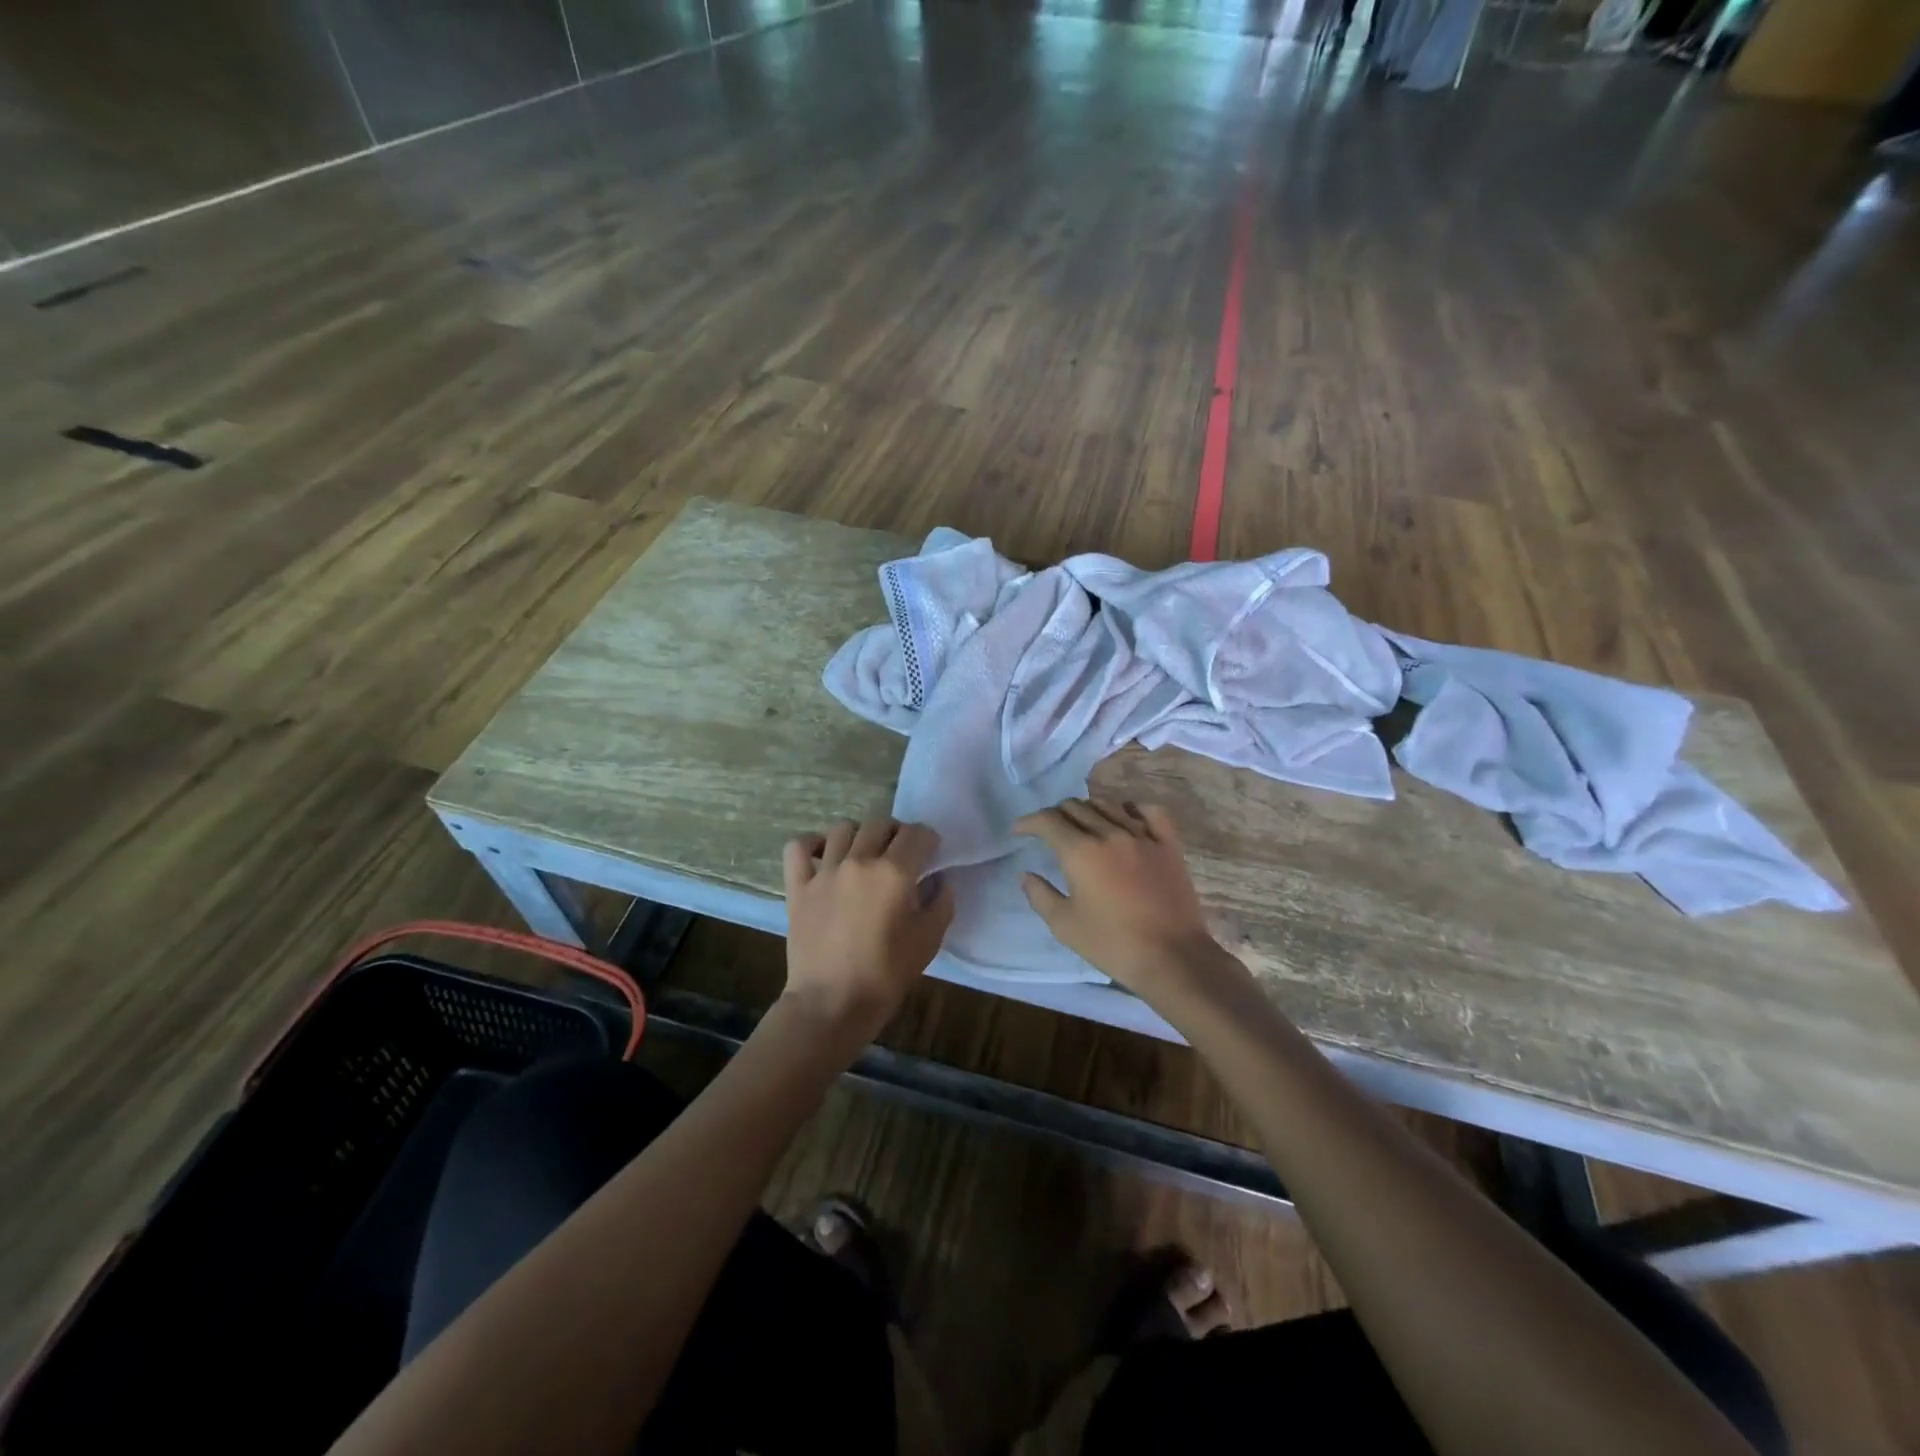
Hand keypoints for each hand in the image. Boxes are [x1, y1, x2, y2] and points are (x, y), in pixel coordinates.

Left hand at [782, 817, 954, 1038]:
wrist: (831, 1004)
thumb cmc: (886, 976)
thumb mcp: (928, 942)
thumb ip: (941, 904)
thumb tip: (941, 881)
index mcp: (894, 873)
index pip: (917, 834)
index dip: (929, 839)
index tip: (931, 853)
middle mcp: (859, 861)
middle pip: (880, 823)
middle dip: (896, 833)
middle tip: (900, 855)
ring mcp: (824, 871)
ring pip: (842, 828)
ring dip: (859, 835)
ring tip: (863, 855)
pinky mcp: (798, 886)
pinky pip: (798, 847)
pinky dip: (810, 844)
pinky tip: (822, 855)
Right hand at [1014, 798, 1247, 1008]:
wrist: (1172, 957)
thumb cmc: (1112, 944)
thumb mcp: (1064, 925)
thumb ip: (1040, 895)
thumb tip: (1026, 874)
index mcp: (1080, 852)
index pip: (1048, 820)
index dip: (1029, 822)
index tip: (1019, 831)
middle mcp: (1110, 834)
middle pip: (1076, 807)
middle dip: (1055, 815)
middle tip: (1049, 832)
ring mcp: (1143, 836)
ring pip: (1109, 805)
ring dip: (1088, 810)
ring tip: (1083, 825)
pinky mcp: (1169, 845)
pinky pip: (1151, 812)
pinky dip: (1133, 808)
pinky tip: (1126, 817)